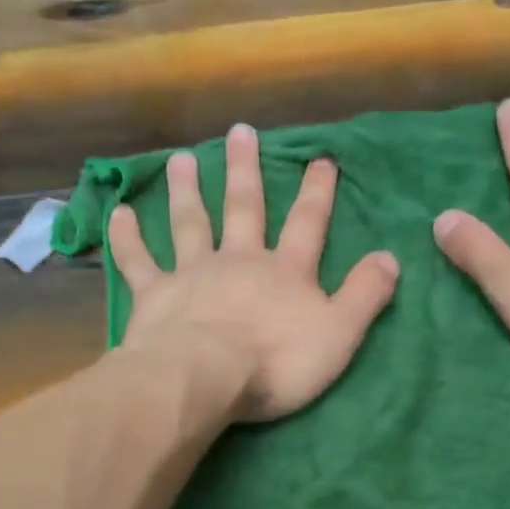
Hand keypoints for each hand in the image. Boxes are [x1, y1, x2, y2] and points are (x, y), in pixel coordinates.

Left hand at [110, 123, 399, 422]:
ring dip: (187, 190)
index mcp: (285, 272)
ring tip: (182, 159)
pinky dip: (127, 238)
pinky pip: (138, 261)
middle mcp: (239, 260)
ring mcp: (193, 273)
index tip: (321, 159)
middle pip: (244, 208)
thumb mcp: (339, 334)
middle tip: (239, 131)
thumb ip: (365, 296)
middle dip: (246, 171)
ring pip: (190, 222)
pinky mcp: (155, 295)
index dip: (317, 193)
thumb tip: (391, 257)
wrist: (207, 376)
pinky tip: (118, 213)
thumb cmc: (277, 362)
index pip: (307, 224)